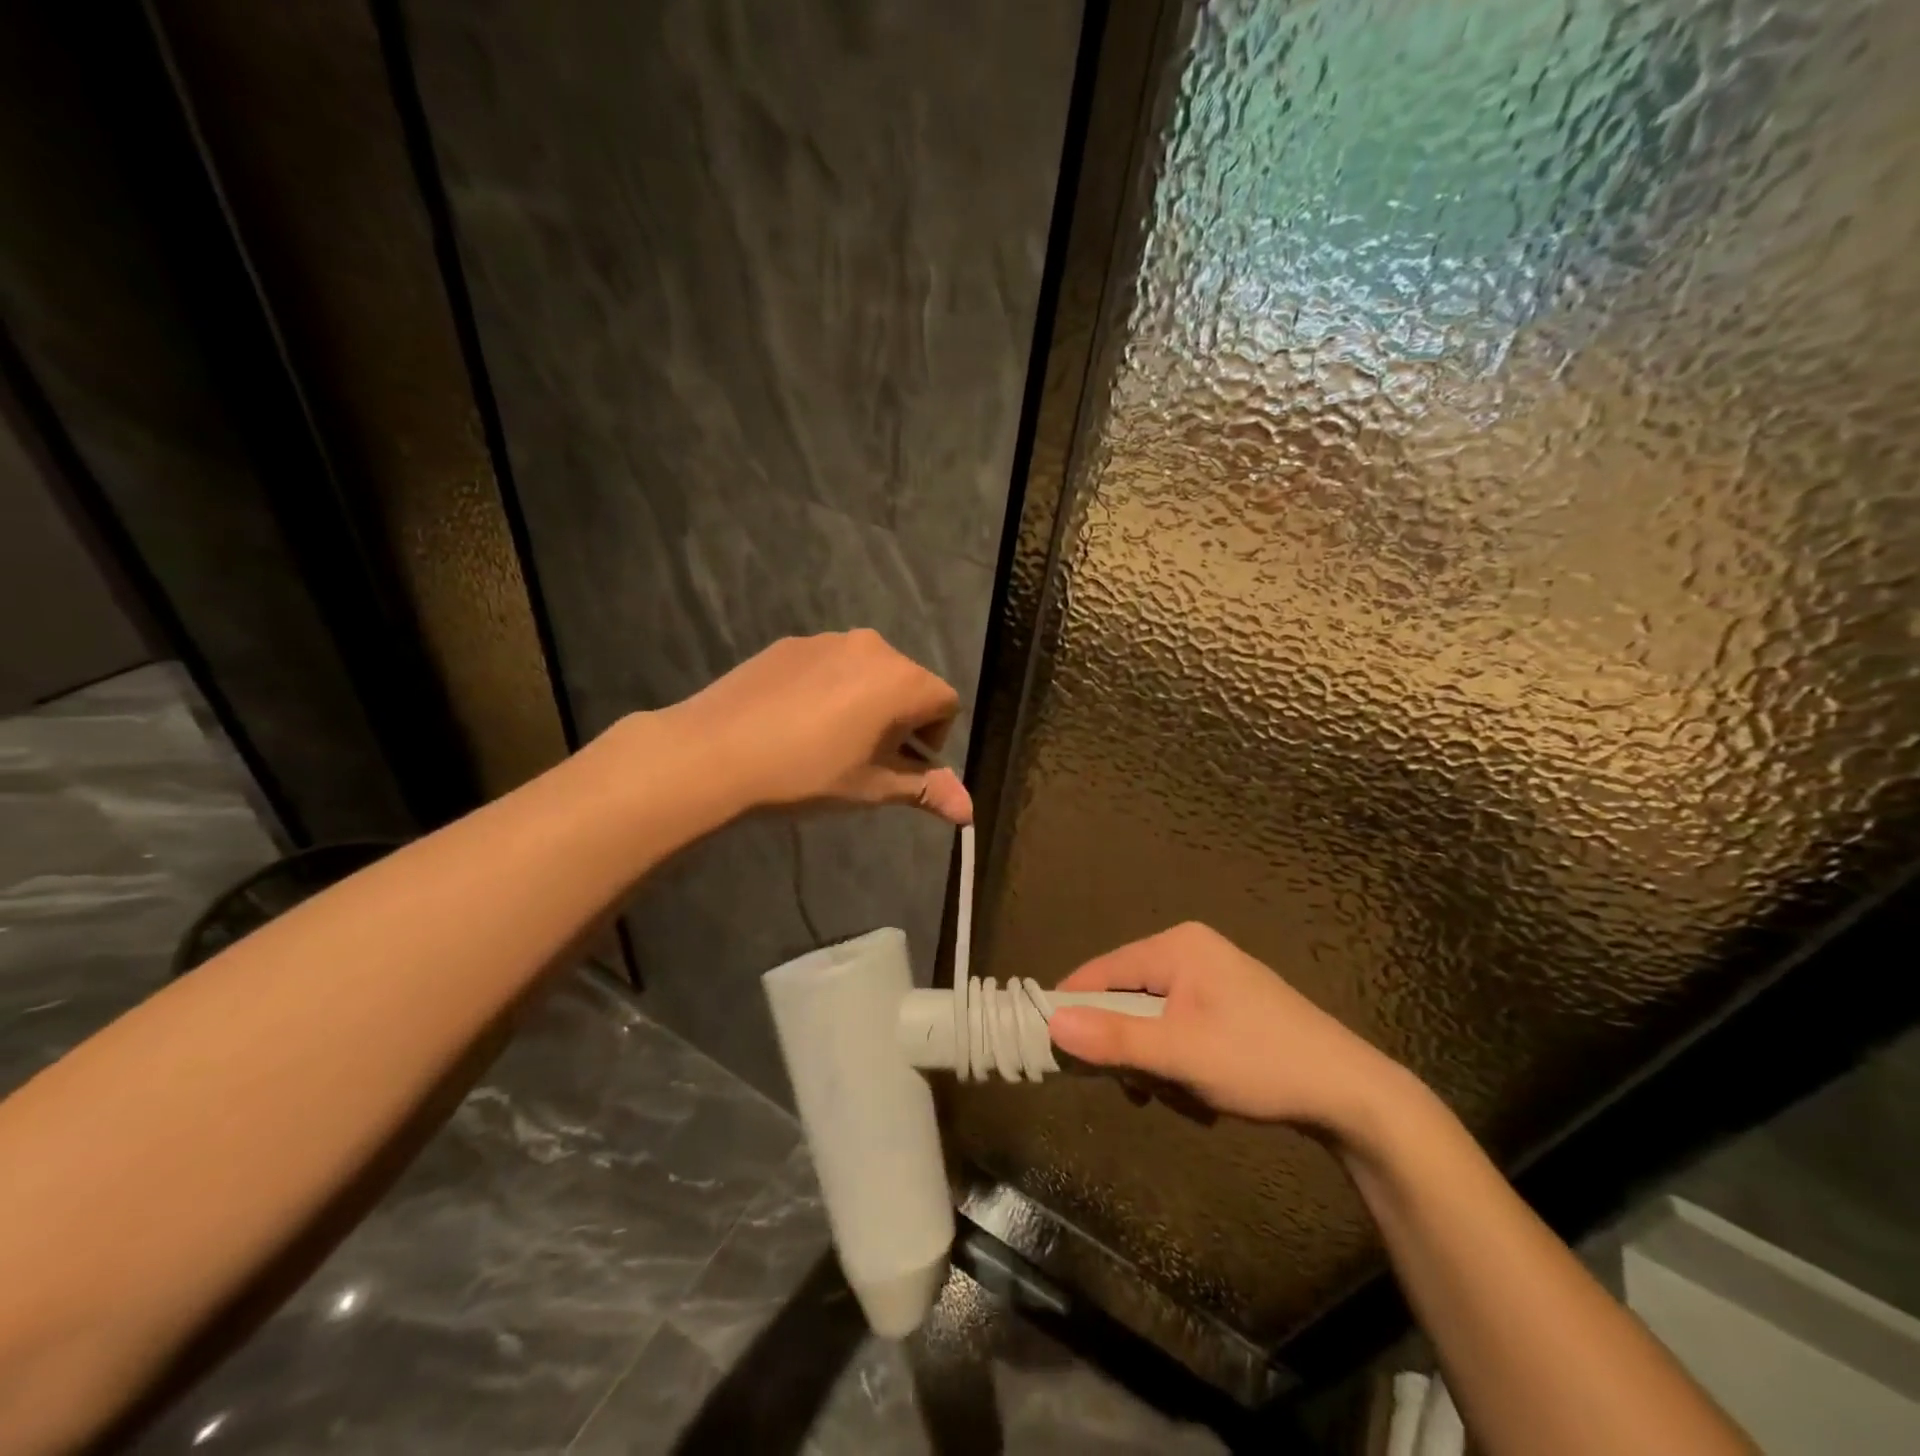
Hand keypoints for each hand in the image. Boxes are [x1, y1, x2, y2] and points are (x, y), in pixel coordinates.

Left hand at [665, 631, 971, 823]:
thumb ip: (926, 791)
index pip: (946, 703)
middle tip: (865, 758)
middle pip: (909, 683)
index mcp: (902, 680)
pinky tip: (795, 723)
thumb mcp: (873, 788)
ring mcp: (828, 640)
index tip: (899, 766)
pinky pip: (831, 665)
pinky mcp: (791, 643)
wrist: (715, 753)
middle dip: (901, 720)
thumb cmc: (808, 773)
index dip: (933, 739)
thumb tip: (970, 812)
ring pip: (868, 673)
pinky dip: (830, 690)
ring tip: (827, 741)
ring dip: (866, 703)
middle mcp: (873, 647)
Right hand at [1047, 923, 1408, 1133]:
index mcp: (1177, 947)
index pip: (1102, 971)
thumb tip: (1052, 1022)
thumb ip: (1115, 1038)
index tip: (1055, 1051)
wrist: (1351, 1095)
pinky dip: (1179, 1064)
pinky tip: (1203, 1095)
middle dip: (1131, 1050)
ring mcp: (1211, 978)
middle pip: (1127, 998)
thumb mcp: (1181, 1054)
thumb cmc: (1260, 1062)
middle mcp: (1190, 951)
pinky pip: (1177, 1030)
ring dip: (1157, 1065)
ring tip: (1185, 1097)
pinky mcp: (1226, 1006)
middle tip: (1145, 1090)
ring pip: (1151, 1021)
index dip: (1074, 1009)